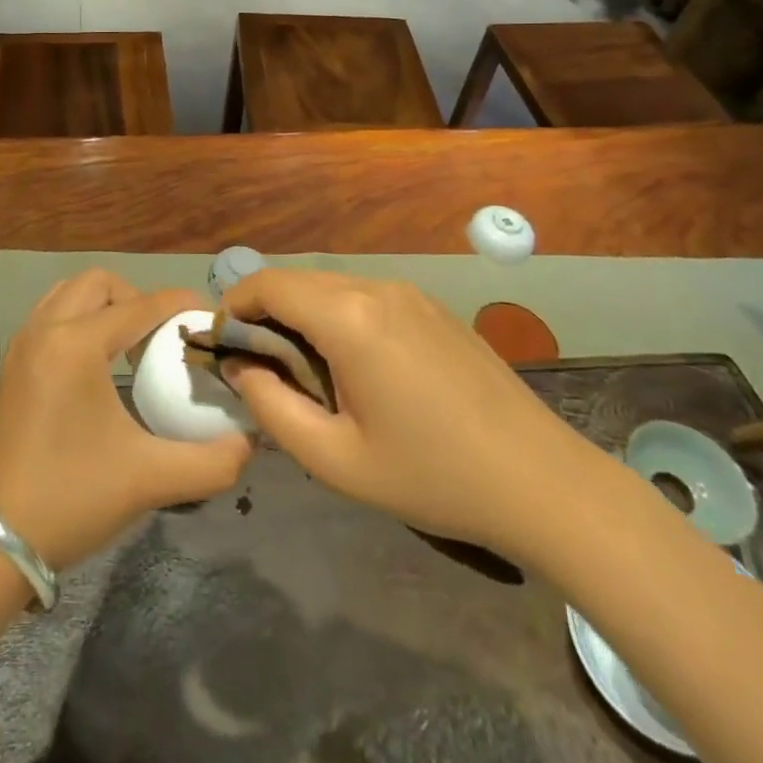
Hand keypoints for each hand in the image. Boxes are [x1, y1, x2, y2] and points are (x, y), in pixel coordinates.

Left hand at [0, 270, 252, 572]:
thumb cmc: (71, 499)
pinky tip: (97, 364)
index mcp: (76, 344)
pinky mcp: (13, 365)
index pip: (140, 306)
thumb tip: (249, 443)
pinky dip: (78, 320)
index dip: (180, 304)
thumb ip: (211, 461)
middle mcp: (46, 329)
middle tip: (162, 336)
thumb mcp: (149, 480)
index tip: (210, 315)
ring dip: (104, 305)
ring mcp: (23, 345)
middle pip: (99, 283)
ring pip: (69, 293)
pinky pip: (50, 315)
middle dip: (137, 298)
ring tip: (131, 346)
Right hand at [221, 269, 601, 564]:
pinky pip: (365, 296)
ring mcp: (409, 292)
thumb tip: (241, 367)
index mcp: (349, 317)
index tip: (221, 343)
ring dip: (302, 313)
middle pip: (298, 280)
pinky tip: (353, 364)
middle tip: (256, 363)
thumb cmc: (431, 476)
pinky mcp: (431, 306)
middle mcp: (376, 287)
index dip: (234, 304)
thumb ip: (271, 408)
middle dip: (265, 311)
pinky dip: (337, 315)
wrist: (540, 481)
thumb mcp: (335, 459)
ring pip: (331, 286)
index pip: (269, 284)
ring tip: (302, 368)